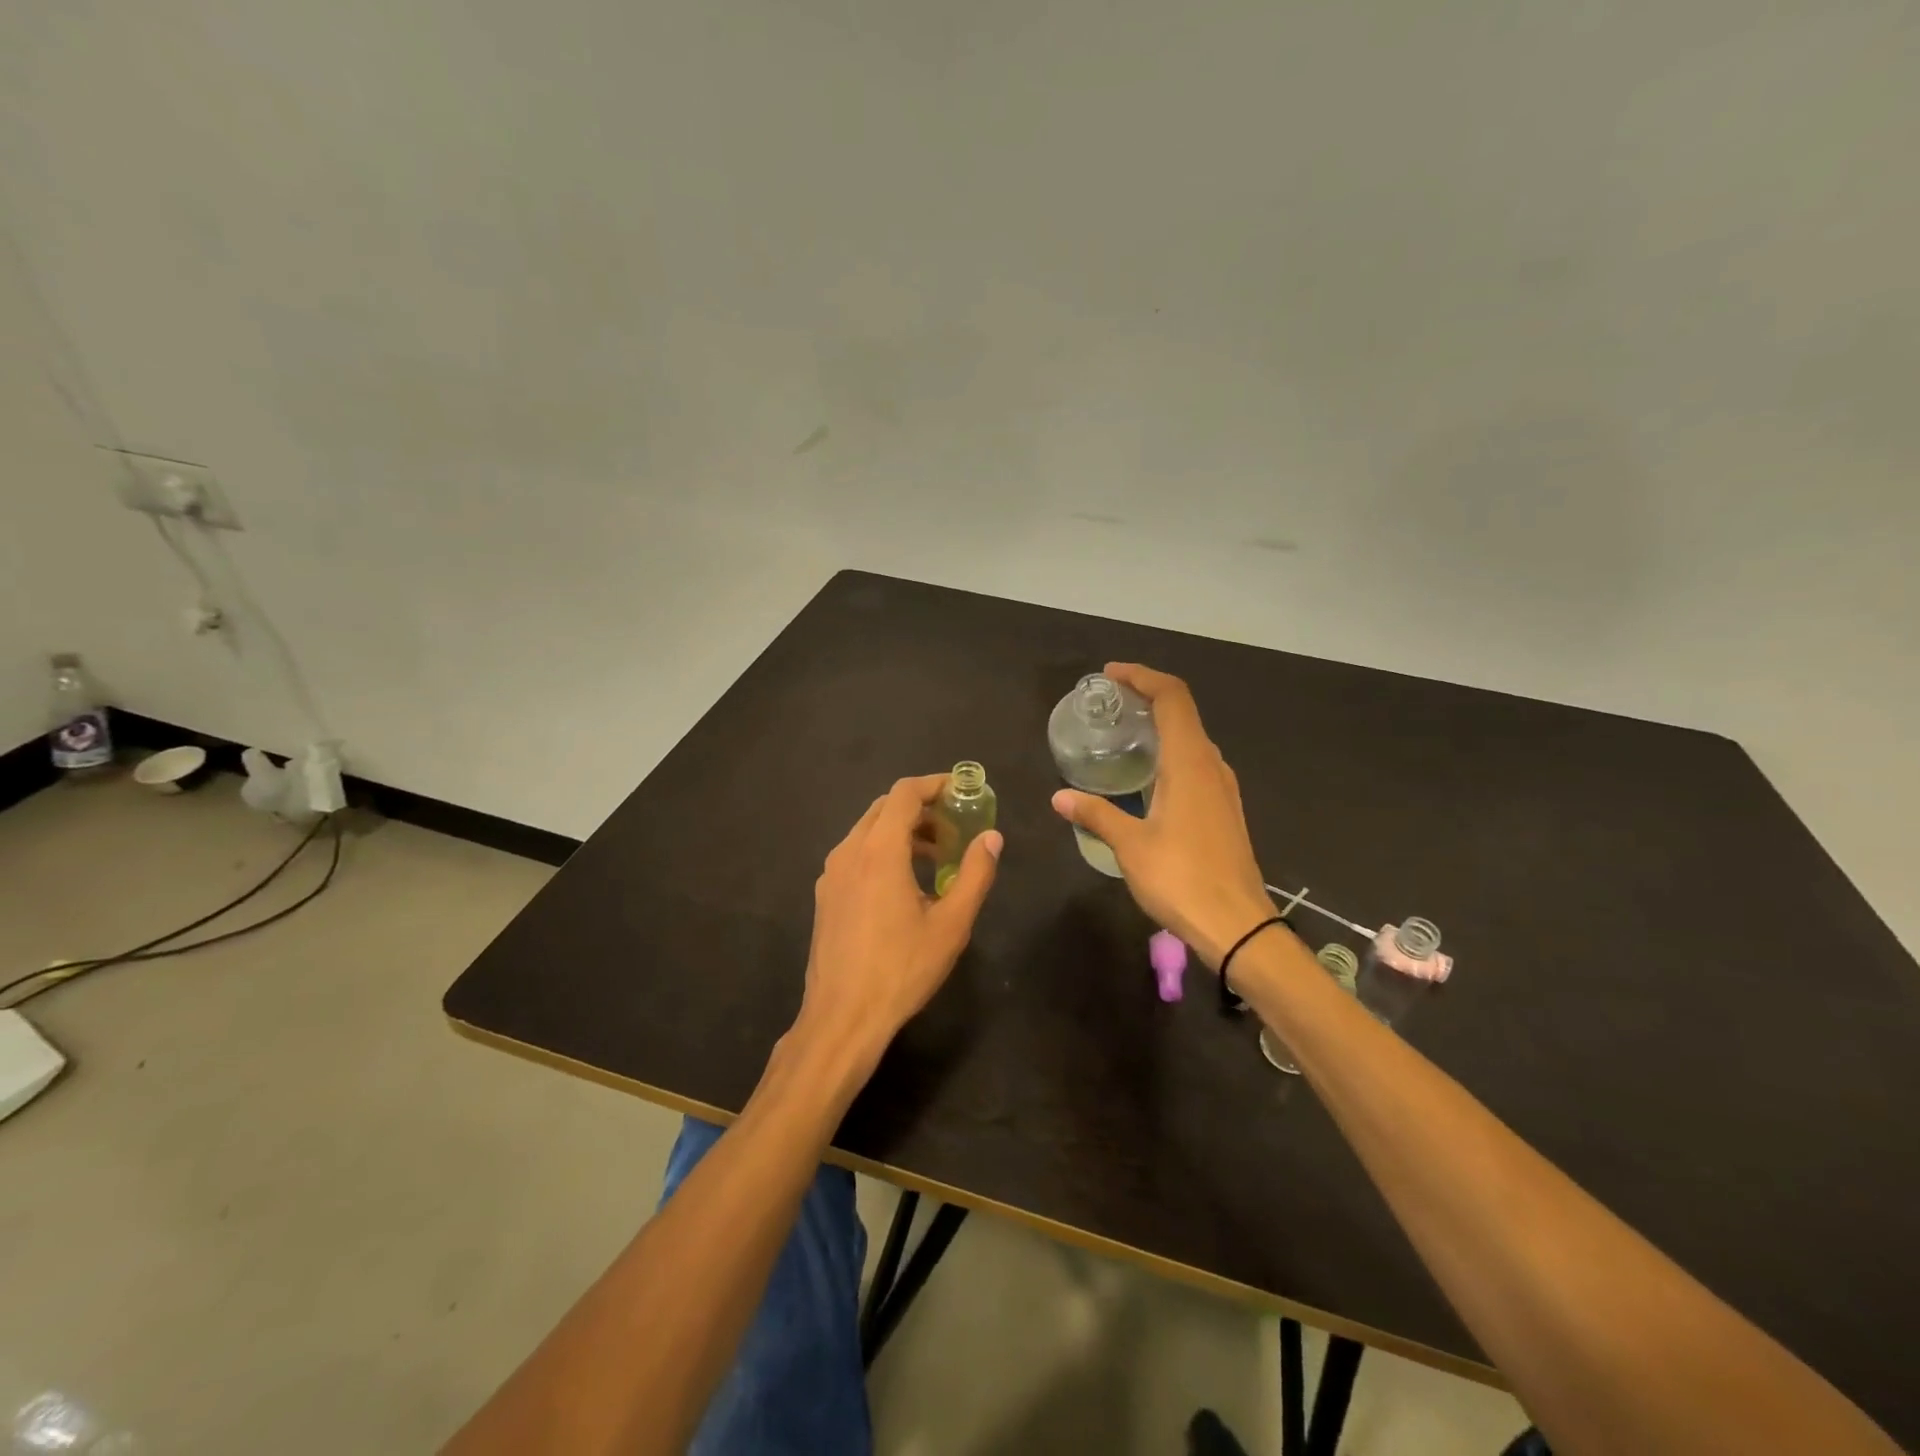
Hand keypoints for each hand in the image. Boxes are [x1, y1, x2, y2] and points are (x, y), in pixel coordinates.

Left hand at [796, 774, 1001, 1071]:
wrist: (842, 1017)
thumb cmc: (901, 969)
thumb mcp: (951, 924)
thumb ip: (975, 874)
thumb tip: (992, 837)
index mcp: (879, 850)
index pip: (904, 794)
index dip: (935, 784)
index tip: (962, 790)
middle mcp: (849, 851)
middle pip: (884, 807)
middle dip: (921, 808)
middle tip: (954, 825)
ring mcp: (831, 874)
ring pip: (868, 830)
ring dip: (902, 830)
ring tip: (936, 856)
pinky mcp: (825, 895)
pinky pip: (857, 854)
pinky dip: (883, 850)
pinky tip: (905, 884)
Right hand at [1051, 663, 1273, 968]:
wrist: (1237, 925)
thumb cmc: (1181, 879)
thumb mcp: (1130, 845)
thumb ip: (1096, 814)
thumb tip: (1059, 797)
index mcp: (1189, 762)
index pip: (1172, 697)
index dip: (1142, 677)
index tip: (1111, 675)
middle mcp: (1211, 765)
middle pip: (1183, 711)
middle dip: (1147, 697)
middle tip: (1110, 704)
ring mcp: (1223, 788)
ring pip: (1192, 738)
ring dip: (1161, 725)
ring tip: (1124, 734)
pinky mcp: (1225, 809)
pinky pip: (1196, 763)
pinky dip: (1171, 751)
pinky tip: (1147, 776)